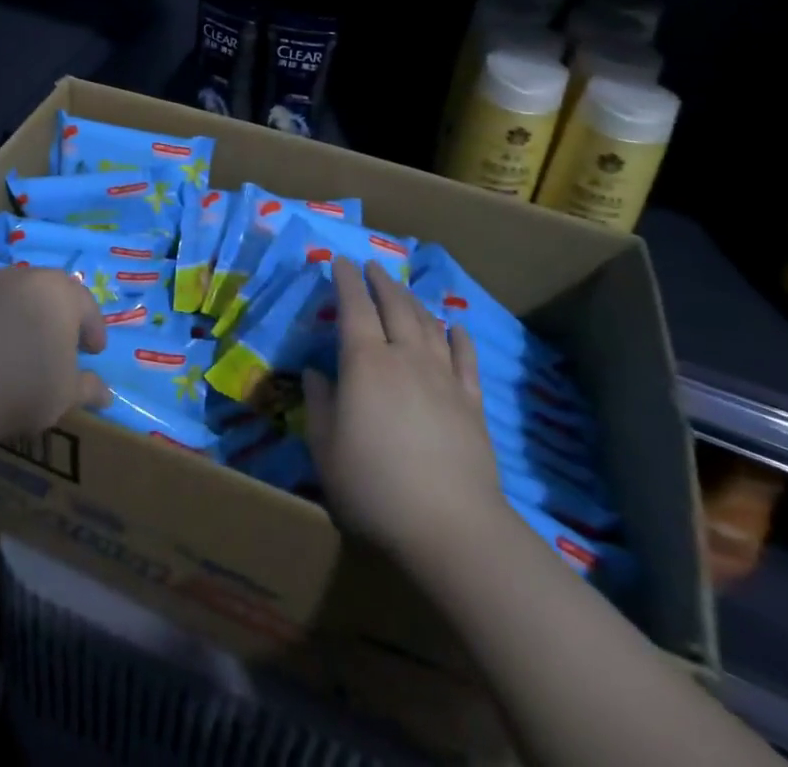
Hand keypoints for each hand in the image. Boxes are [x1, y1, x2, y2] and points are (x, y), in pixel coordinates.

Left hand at [0, 267, 111, 438]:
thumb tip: (106, 394)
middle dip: (59, 316)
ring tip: (26, 347)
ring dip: (25, 317)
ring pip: (17, 298)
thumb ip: (88, 388)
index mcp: (61, 292)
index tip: (94, 351)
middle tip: (63, 343)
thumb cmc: (26, 384)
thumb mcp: (66, 394)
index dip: (94, 329)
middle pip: (51, 293)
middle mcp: (27, 278)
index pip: (87, 305)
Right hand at [303, 257, 506, 560]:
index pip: (354, 307)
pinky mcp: (471, 402)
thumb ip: (319, 404)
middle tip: (372, 266)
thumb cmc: (374, 486)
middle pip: (395, 306)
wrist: (451, 526)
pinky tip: (455, 327)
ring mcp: (443, 378)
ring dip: (413, 301)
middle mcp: (405, 357)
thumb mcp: (325, 448)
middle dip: (381, 281)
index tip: (339, 261)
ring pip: (428, 324)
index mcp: (365, 363)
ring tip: (403, 290)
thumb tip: (316, 373)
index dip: (346, 281)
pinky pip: (465, 358)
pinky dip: (457, 337)